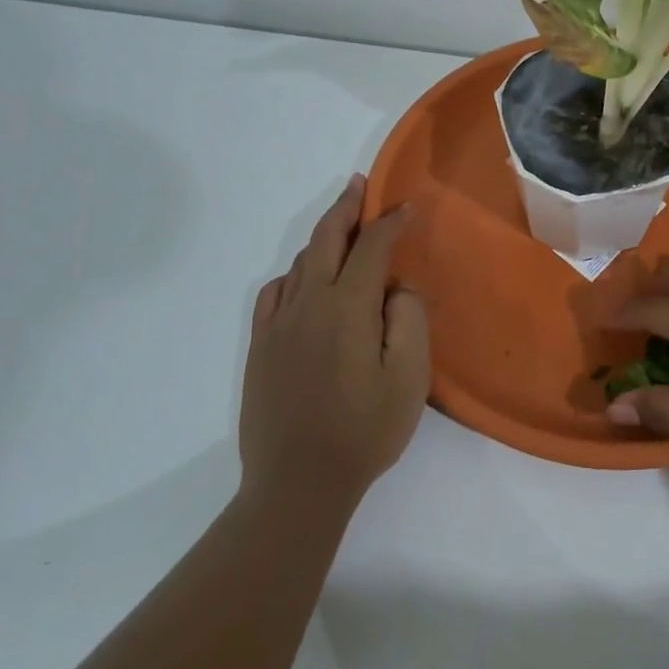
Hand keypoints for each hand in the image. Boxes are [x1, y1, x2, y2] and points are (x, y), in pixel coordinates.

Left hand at [240, 175, 429, 507]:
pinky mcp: (260, 346)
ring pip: (300, 263)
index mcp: (346, 307)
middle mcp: (306, 304)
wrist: (297, 482)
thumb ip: (408, 319)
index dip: (390, 223)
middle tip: (360, 186)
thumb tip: (397, 287)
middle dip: (346, 208)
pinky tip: (304, 281)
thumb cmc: (364, 431)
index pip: (371, 248)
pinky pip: (275, 292)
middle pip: (325, 240)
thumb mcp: (409, 378)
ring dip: (323, 238)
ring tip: (342, 229)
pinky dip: (295, 273)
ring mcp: (277, 324)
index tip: (407, 207)